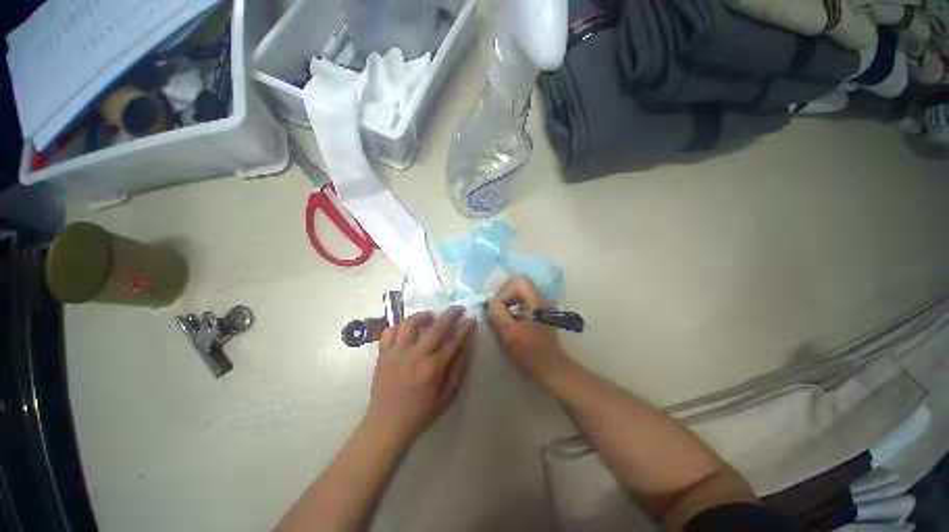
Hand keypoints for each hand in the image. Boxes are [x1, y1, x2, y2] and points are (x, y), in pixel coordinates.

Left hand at [364, 307, 476, 446]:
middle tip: (458, 309)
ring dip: (423, 316)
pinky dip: (397, 327)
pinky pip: (388, 332)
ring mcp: (397, 353)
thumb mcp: (447, 397)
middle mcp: (416, 355)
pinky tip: (405, 331)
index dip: (466, 328)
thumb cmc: (421, 413)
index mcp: (434, 367)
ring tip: (429, 318)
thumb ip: (458, 370)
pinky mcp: (383, 354)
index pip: (454, 341)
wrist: (387, 425)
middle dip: (450, 314)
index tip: (472, 319)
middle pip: (436, 326)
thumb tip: (465, 347)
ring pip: (410, 323)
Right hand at [487, 276, 572, 385]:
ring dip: (508, 303)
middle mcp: (543, 299)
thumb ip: (497, 313)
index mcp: (537, 301)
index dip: (505, 291)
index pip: (518, 281)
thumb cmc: (530, 352)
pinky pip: (524, 303)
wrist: (551, 369)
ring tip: (502, 318)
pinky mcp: (541, 314)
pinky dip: (514, 309)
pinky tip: (511, 323)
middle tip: (498, 313)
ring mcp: (543, 306)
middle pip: (519, 285)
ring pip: (521, 294)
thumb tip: (490, 302)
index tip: (499, 308)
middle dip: (505, 297)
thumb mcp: (508, 333)